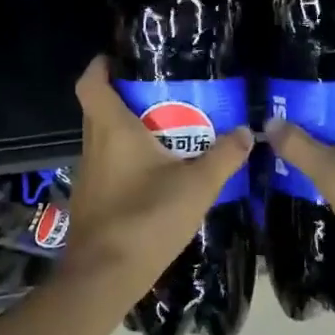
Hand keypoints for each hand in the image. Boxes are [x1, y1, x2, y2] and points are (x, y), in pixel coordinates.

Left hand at [58, 57, 255, 301]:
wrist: (104, 276)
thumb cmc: (147, 219)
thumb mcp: (196, 186)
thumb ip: (223, 156)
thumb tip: (246, 131)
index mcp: (111, 130)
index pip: (91, 83)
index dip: (101, 65)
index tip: (122, 58)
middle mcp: (93, 146)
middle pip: (99, 109)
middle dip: (127, 97)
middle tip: (164, 95)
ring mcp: (88, 175)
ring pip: (104, 140)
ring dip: (129, 132)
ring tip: (168, 132)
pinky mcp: (91, 200)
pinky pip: (108, 167)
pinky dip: (127, 161)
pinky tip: (156, 175)